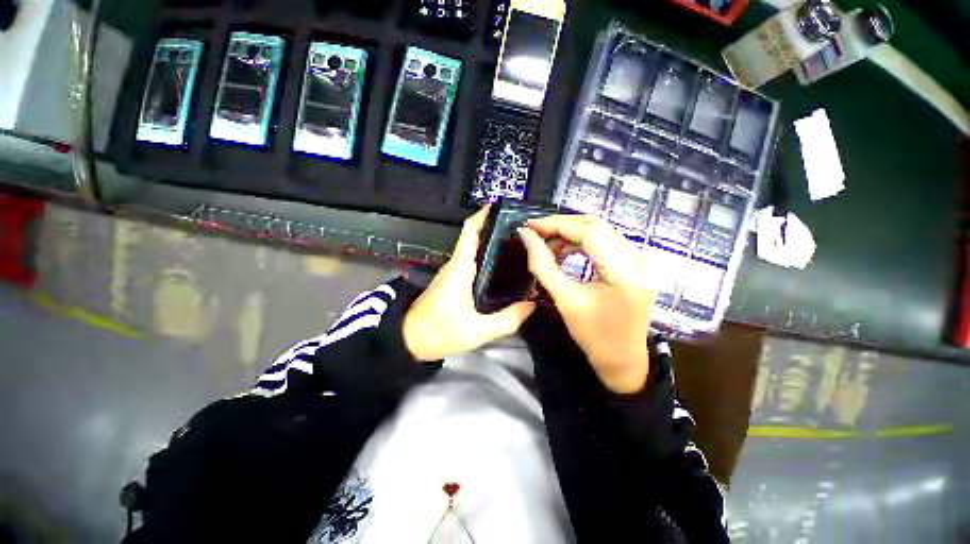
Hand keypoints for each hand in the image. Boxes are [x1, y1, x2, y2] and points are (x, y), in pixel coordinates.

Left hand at [403, 207, 535, 361]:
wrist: (409, 340)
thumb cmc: (439, 332)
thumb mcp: (477, 331)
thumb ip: (507, 319)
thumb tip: (531, 305)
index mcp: (459, 269)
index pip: (470, 231)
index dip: (484, 215)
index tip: (502, 207)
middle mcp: (455, 265)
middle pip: (475, 237)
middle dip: (496, 229)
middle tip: (523, 231)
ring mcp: (452, 273)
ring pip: (473, 250)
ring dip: (492, 244)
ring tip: (519, 247)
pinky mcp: (452, 282)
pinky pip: (472, 263)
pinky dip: (487, 258)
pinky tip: (503, 268)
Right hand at [519, 215, 654, 393]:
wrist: (622, 360)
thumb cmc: (593, 335)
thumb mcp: (565, 300)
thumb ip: (543, 265)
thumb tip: (526, 237)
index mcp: (624, 272)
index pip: (588, 232)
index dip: (556, 224)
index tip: (530, 226)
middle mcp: (638, 259)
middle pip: (596, 225)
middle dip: (562, 226)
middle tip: (536, 234)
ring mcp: (640, 260)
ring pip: (600, 230)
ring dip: (571, 233)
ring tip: (548, 246)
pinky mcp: (635, 264)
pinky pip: (606, 241)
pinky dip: (582, 242)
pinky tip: (566, 252)